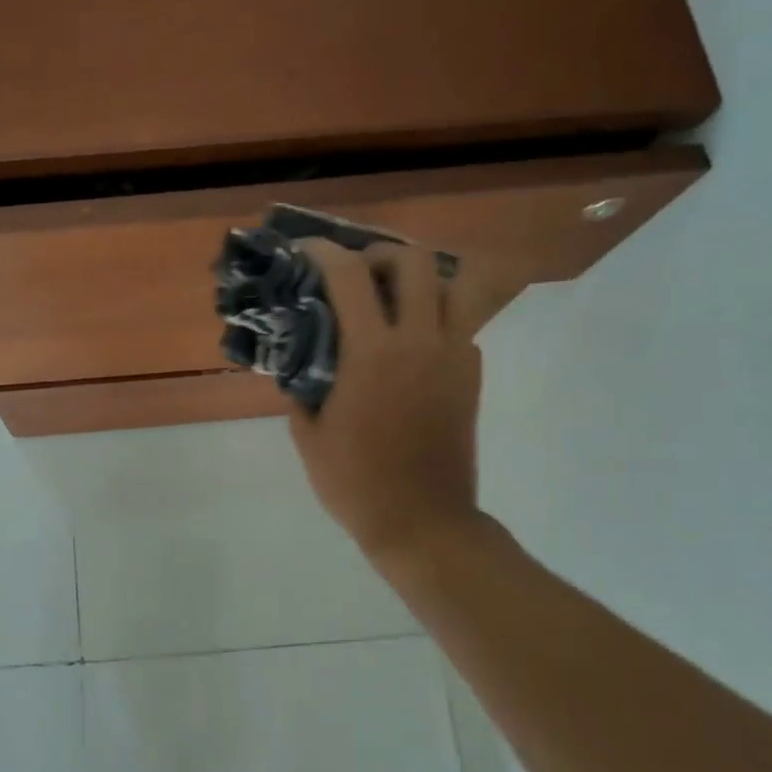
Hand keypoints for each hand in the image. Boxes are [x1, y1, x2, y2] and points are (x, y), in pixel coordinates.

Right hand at [288, 240, 486, 563]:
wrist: (422, 521)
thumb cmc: (355, 481)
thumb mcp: (308, 434)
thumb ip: (301, 386)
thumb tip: (299, 359)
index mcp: (372, 354)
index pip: (349, 277)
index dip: (323, 252)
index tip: (305, 249)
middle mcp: (420, 341)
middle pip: (413, 262)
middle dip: (379, 255)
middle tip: (356, 275)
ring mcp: (454, 356)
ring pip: (457, 284)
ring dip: (422, 278)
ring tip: (395, 297)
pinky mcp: (472, 375)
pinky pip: (462, 323)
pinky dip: (436, 316)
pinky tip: (410, 343)